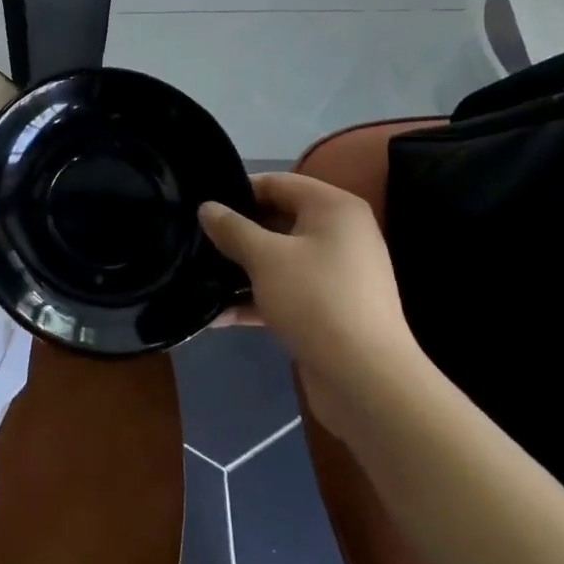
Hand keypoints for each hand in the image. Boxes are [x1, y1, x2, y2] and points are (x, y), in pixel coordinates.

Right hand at [199, 173, 415, 383]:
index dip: (238, 191)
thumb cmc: (315, 300)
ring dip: (242, 268)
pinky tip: (219, 316)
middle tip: (196, 240)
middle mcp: (340, 233)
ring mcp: (337, 273)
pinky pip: (287, 290)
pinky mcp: (330, 308)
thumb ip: (232, 228)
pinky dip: (258, 298)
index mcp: (333, 208)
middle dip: (237, 232)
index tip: (202, 207)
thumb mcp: (265, 257)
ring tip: (201, 275)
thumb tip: (207, 207)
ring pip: (280, 258)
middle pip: (278, 220)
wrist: (366, 380)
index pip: (277, 182)